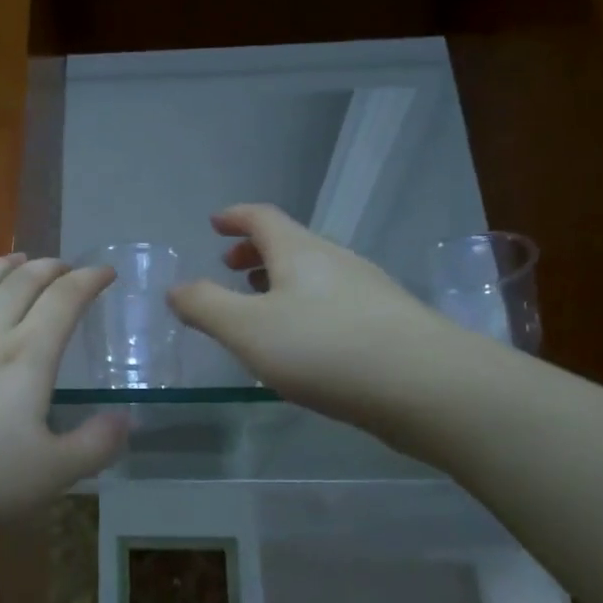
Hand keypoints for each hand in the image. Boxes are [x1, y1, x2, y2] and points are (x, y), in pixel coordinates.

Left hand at [0, 254, 128, 536]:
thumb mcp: (50, 475)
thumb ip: (94, 446)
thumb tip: (125, 418)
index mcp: (26, 356)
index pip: (64, 300)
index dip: (88, 280)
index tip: (105, 272)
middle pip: (21, 283)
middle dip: (49, 268)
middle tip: (65, 266)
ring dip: (2, 266)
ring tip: (17, 258)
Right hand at [168, 204, 464, 433]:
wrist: (426, 385)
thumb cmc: (324, 348)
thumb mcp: (247, 329)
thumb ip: (205, 306)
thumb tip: (176, 289)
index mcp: (299, 251)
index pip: (262, 217)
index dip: (235, 217)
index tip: (215, 223)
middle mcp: (335, 261)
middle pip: (290, 244)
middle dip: (256, 252)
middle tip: (230, 269)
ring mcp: (367, 291)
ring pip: (313, 275)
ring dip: (280, 282)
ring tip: (260, 307)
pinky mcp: (387, 324)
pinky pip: (333, 302)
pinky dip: (305, 307)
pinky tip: (303, 343)